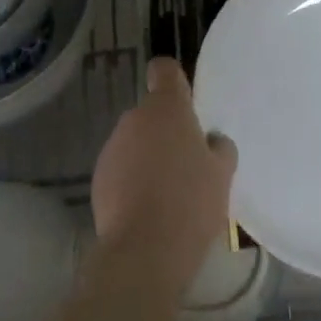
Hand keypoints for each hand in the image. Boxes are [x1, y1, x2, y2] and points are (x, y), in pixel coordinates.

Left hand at [92, 59, 236, 284]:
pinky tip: (147, 211)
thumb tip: (211, 141)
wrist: (144, 250)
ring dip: (148, 157)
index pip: (164, 70)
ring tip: (168, 194)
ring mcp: (113, 146)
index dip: (173, 81)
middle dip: (166, 132)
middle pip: (152, 113)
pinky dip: (132, 181)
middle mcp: (135, 118)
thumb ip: (219, 148)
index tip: (185, 102)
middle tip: (187, 164)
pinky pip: (121, 169)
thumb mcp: (222, 174)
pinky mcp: (98, 177)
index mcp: (167, 108)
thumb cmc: (191, 202)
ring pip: (135, 142)